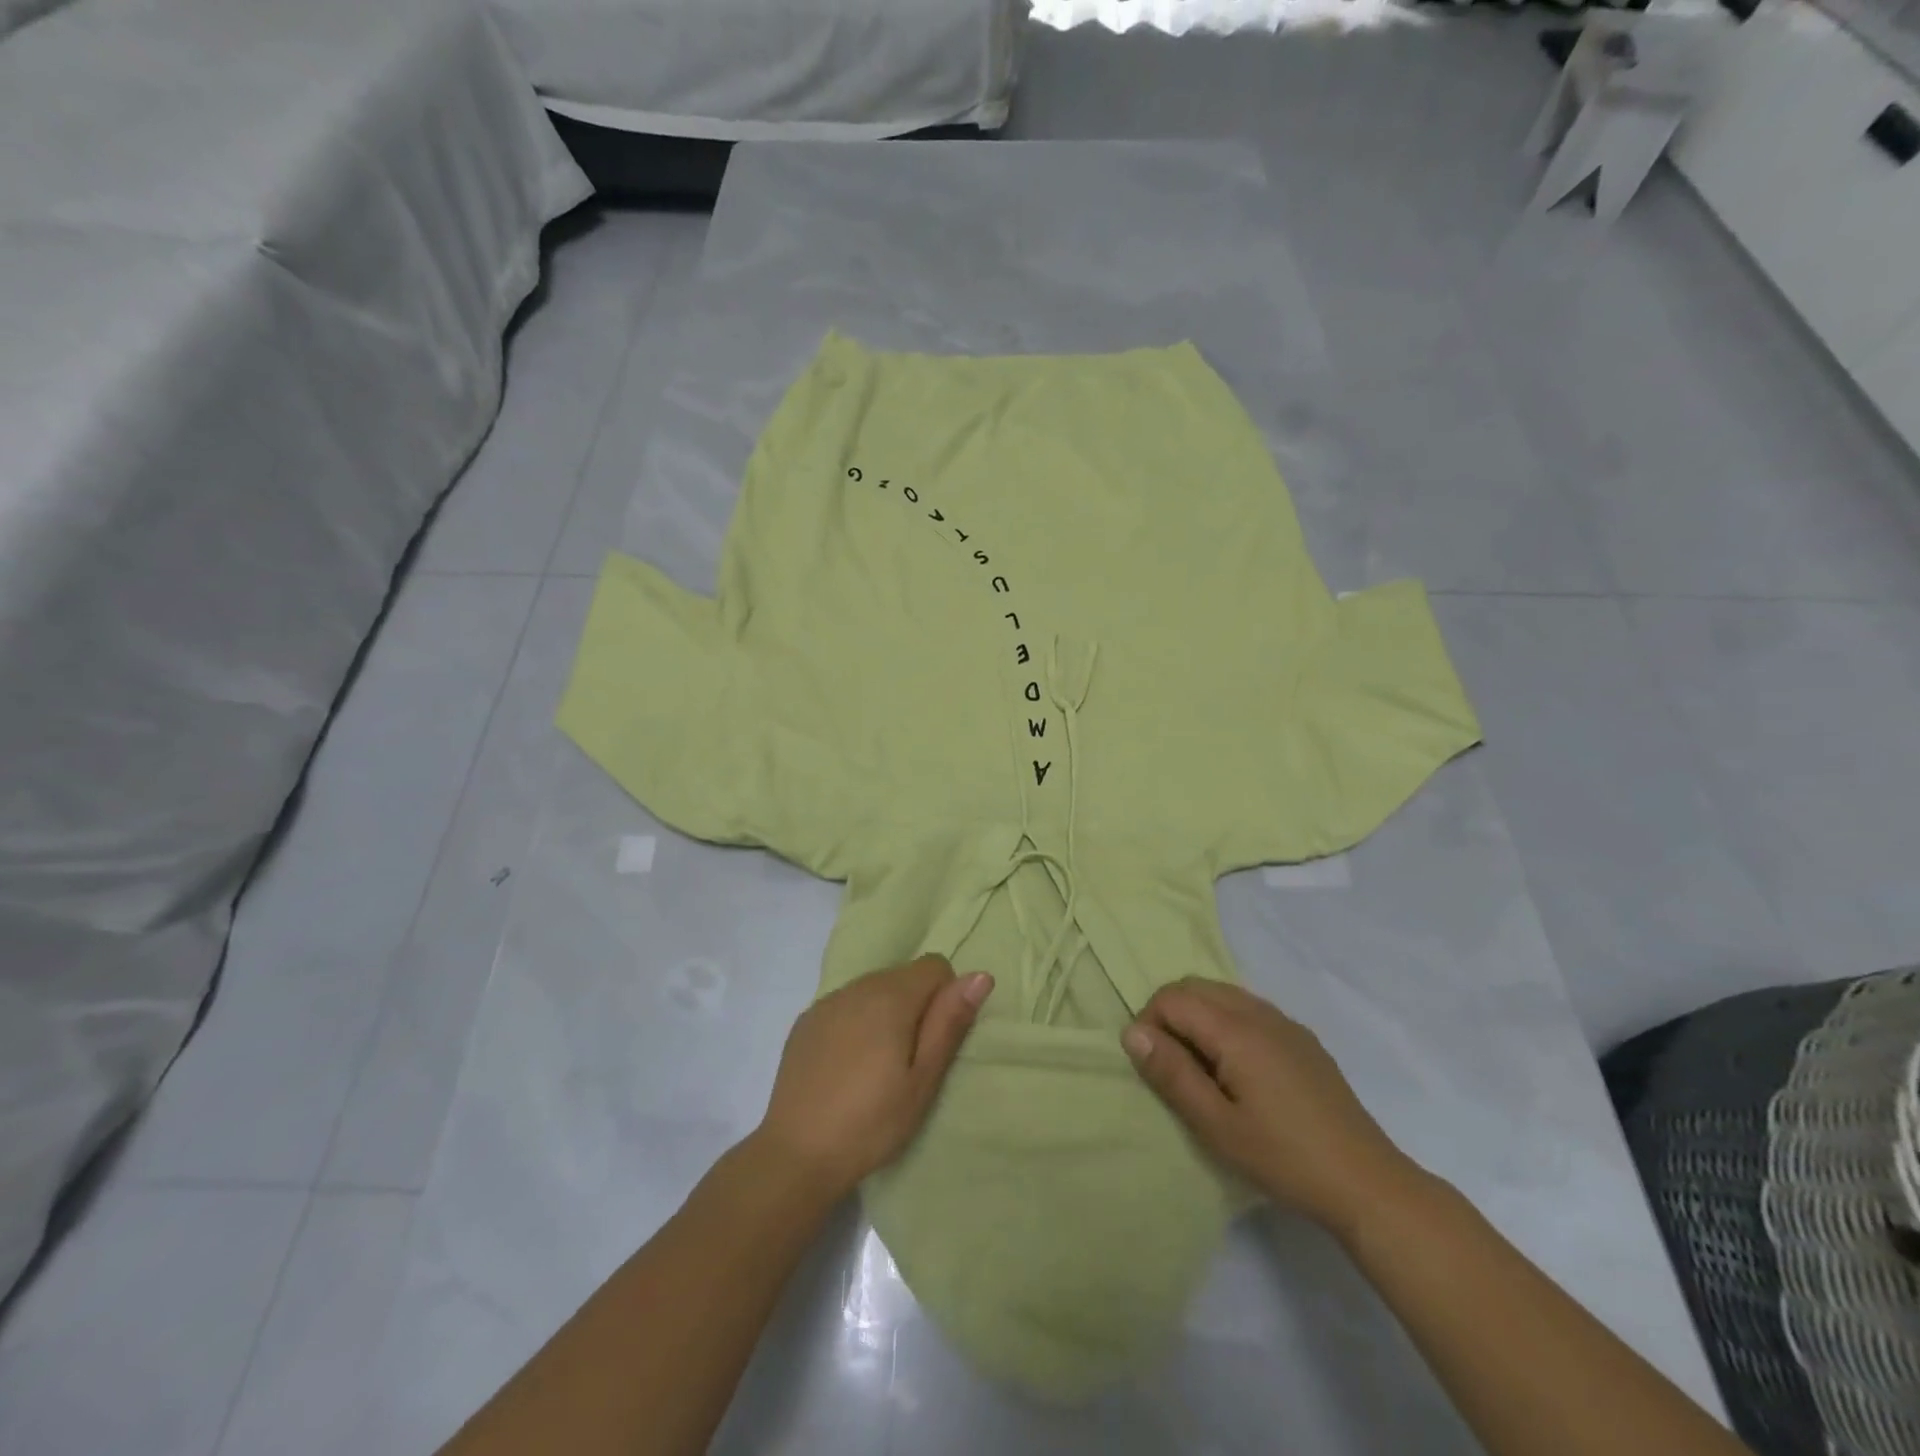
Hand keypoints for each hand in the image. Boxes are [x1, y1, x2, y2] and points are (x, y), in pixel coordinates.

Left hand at [755, 955, 992, 1199]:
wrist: (796, 1154)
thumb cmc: (872, 1121)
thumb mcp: (923, 1079)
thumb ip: (949, 1022)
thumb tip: (980, 975)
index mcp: (890, 996)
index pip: (934, 966)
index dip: (945, 998)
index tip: (935, 1041)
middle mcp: (857, 987)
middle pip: (902, 975)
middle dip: (916, 1006)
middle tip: (910, 1060)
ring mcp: (826, 1002)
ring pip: (872, 989)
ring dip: (885, 1013)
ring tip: (879, 1065)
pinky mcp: (806, 1022)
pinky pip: (845, 1006)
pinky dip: (856, 1023)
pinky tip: (848, 1066)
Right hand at [1123, 978, 1417, 1239]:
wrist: (1367, 1183)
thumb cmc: (1283, 1157)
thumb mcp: (1216, 1125)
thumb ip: (1172, 1074)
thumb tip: (1132, 1031)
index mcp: (1235, 1030)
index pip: (1172, 998)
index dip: (1150, 1023)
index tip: (1153, 1066)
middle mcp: (1259, 1012)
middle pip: (1196, 986)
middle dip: (1170, 1014)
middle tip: (1170, 1065)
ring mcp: (1285, 1023)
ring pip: (1223, 994)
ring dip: (1198, 1017)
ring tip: (1200, 1069)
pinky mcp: (1302, 1040)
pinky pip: (1249, 1009)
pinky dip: (1226, 1022)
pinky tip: (1238, 1070)